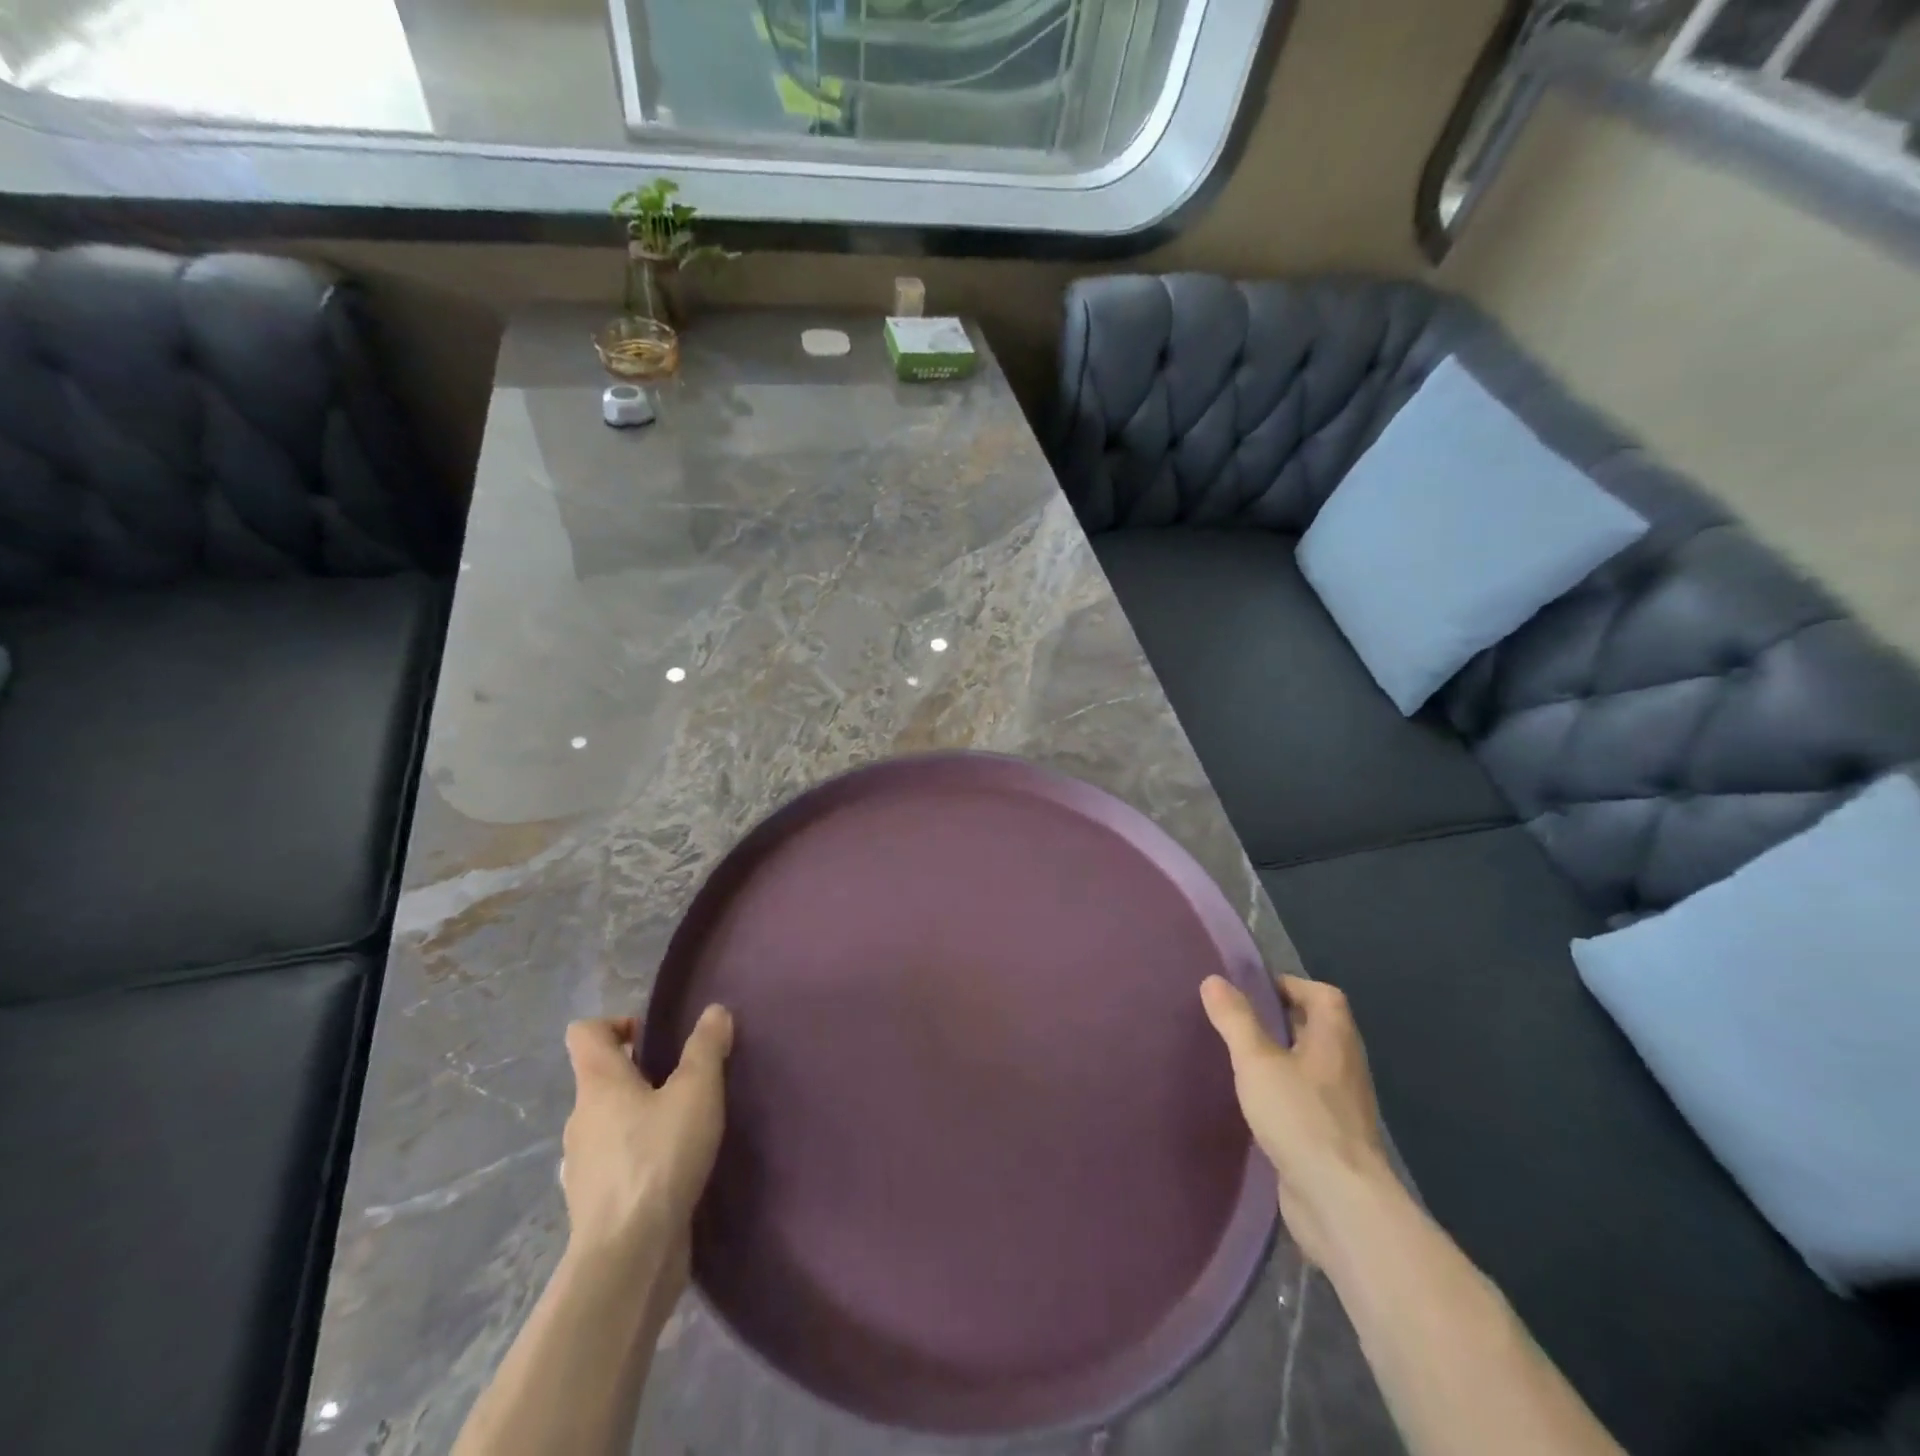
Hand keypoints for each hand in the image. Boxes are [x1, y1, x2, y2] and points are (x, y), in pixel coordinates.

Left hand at [560, 1008, 732, 1289]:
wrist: (628, 1257)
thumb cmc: (659, 1158)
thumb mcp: (697, 1092)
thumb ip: (706, 1048)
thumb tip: (714, 1012)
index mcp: (598, 1084)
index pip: (585, 1033)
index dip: (615, 1023)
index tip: (653, 1038)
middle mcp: (580, 1119)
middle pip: (601, 1079)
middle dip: (640, 1074)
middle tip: (685, 1083)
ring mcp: (582, 1165)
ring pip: (609, 1123)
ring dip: (640, 1118)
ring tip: (685, 1127)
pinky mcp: (594, 1204)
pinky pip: (615, 1163)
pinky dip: (639, 1157)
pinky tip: (674, 1169)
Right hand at [1200, 974, 1394, 1269]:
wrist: (1340, 1203)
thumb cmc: (1300, 1117)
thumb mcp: (1257, 1061)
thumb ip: (1235, 1020)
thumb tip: (1213, 980)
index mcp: (1335, 1039)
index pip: (1323, 995)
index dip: (1291, 985)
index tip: (1253, 990)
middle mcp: (1345, 1066)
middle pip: (1318, 1029)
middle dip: (1281, 1020)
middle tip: (1238, 1020)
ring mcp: (1342, 1106)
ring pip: (1311, 1066)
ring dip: (1281, 1058)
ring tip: (1240, 1058)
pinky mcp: (1332, 1138)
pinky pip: (1307, 1100)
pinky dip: (1283, 1092)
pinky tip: (1254, 1103)